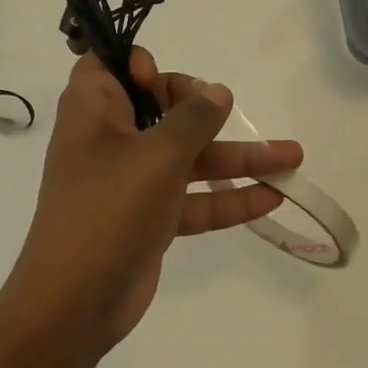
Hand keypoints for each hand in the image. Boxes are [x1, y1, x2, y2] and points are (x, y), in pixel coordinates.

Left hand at [5, 48, 303, 359]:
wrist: (74, 304)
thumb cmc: (108, 210)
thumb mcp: (156, 156)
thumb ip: (193, 119)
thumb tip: (217, 91)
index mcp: (94, 111)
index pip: (108, 65)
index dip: (137, 64)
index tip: (161, 81)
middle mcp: (112, 140)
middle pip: (160, 109)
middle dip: (205, 110)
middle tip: (229, 110)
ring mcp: (132, 182)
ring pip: (188, 158)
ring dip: (236, 158)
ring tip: (293, 158)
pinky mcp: (150, 218)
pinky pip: (193, 199)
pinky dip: (228, 199)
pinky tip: (272, 197)